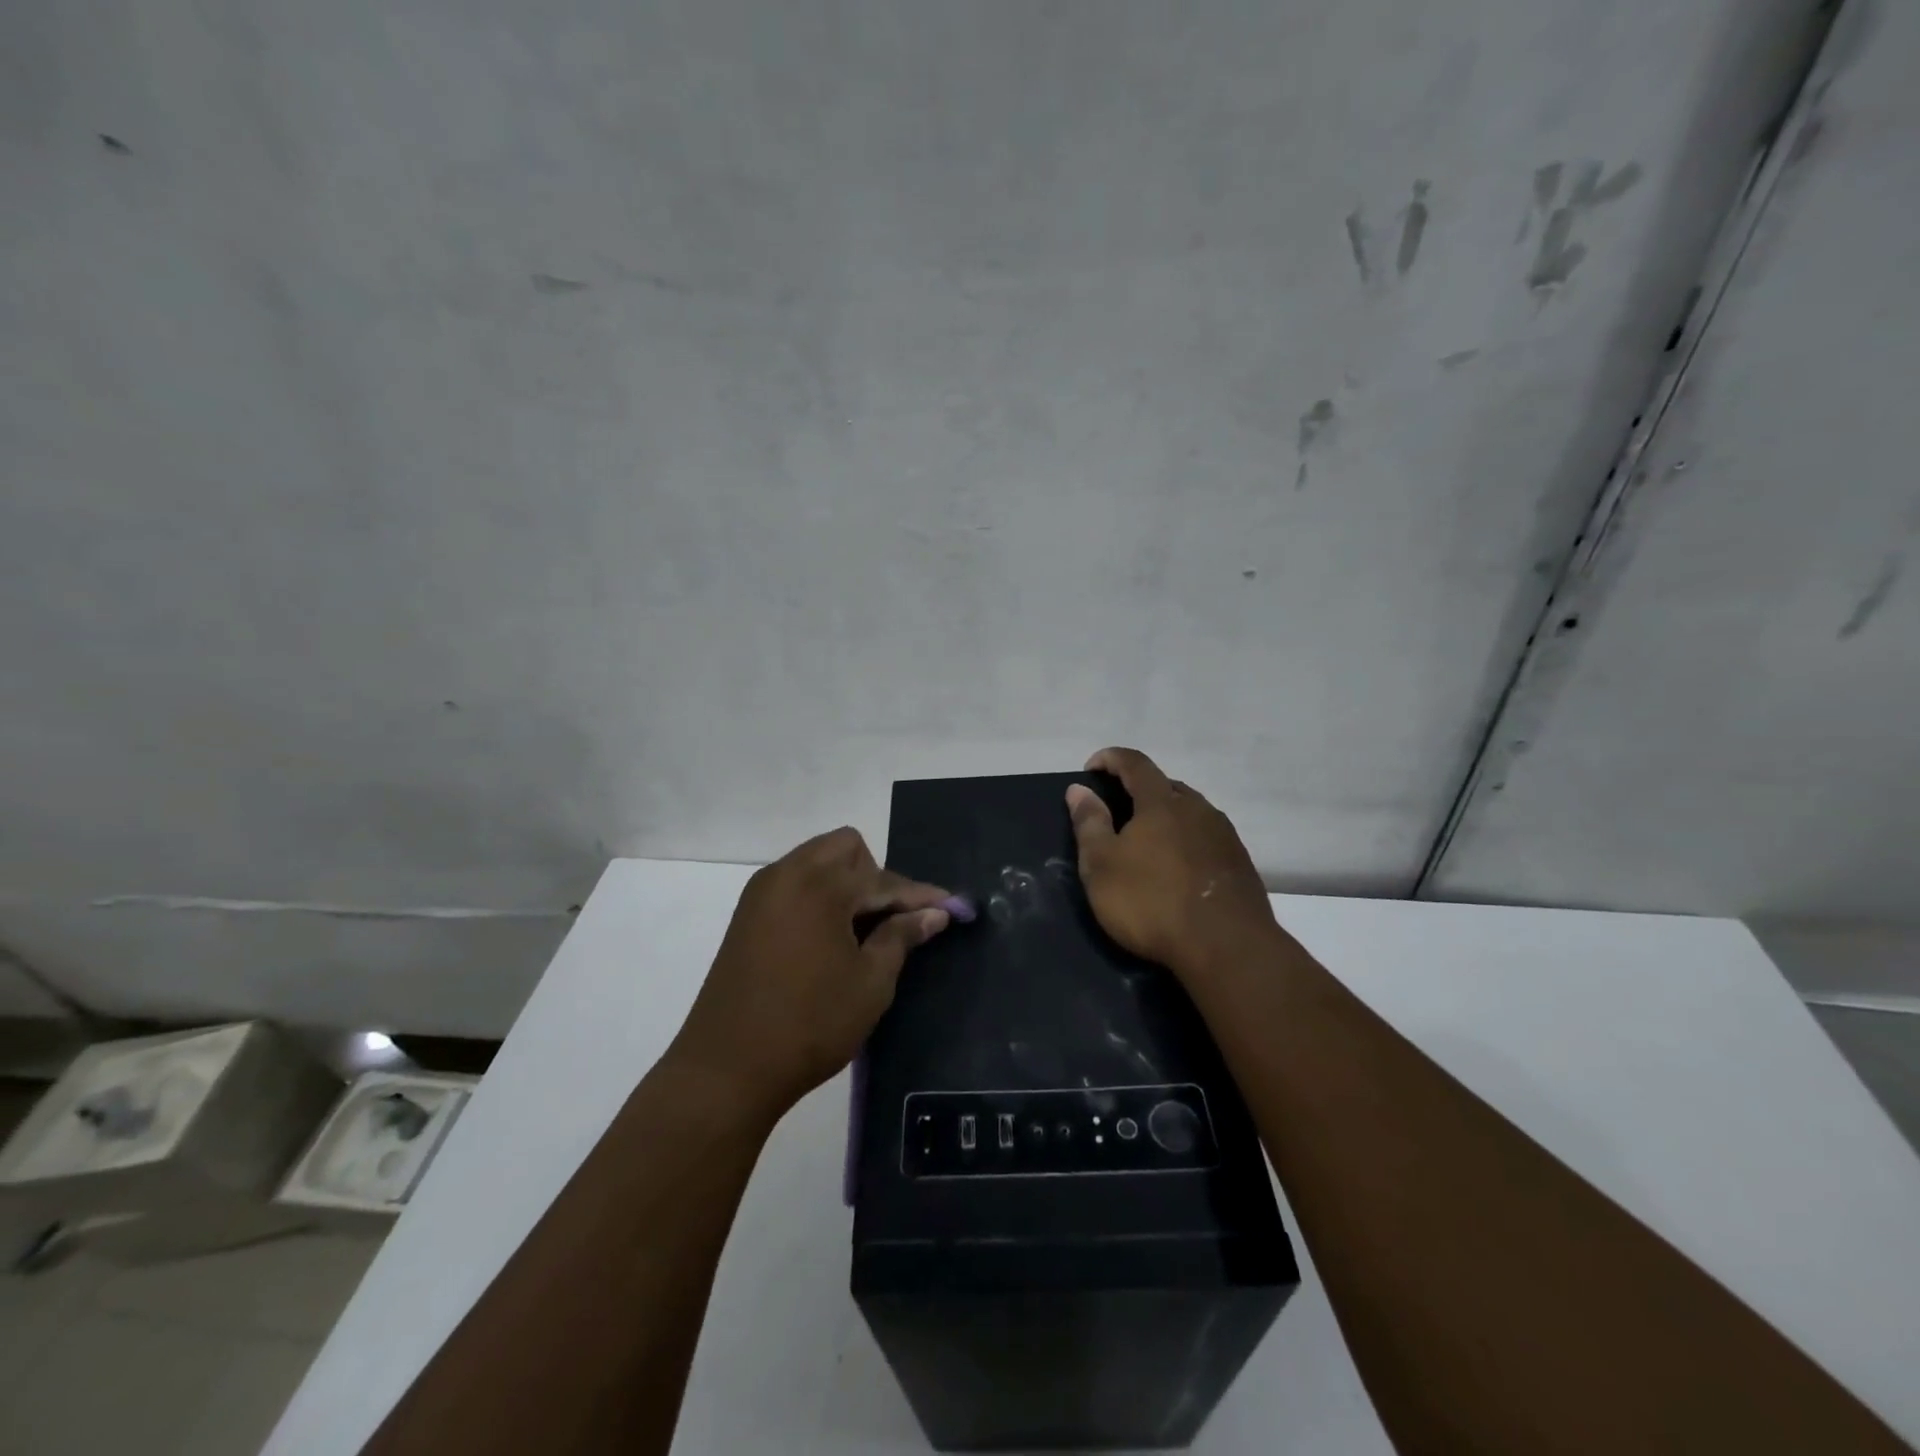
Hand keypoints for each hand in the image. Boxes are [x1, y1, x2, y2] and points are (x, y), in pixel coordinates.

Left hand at [668, 827, 952, 1124]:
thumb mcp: (870, 983)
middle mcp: (787, 874)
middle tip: (892, 921)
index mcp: (820, 885)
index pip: (883, 880)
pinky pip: (795, 883)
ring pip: (817, 862)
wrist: (726, 1068)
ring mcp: (762, 892)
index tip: (953, 907)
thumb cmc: (810, 1024)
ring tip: (864, 930)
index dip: (920, 896)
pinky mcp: (747, 914)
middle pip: (846, 849)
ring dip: (846, 883)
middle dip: (877, 877)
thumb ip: (902, 936)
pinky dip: (820, 895)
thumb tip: (934, 912)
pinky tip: (831, 936)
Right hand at [1066, 747, 1276, 983]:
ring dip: (1165, 817)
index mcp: (1161, 802)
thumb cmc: (1152, 901)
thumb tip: (1079, 789)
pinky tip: (1178, 868)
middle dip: (1138, 790)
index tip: (1090, 768)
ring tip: (1147, 842)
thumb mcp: (1102, 865)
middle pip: (1165, 786)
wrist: (1227, 947)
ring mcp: (1224, 835)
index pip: (1135, 763)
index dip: (1110, 758)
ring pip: (1190, 812)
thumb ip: (1089, 823)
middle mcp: (1198, 808)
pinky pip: (1206, 838)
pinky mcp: (1240, 863)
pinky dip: (1186, 841)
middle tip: (1117, 811)